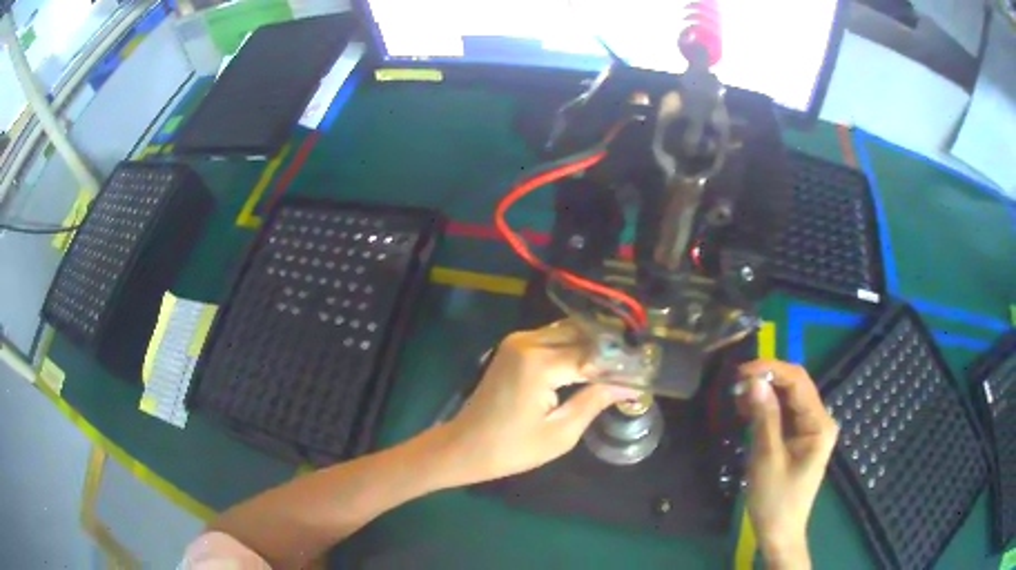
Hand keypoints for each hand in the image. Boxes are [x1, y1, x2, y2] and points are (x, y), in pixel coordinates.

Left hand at [434, 321, 635, 486]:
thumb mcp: (560, 433)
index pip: (593, 353)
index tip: (646, 370)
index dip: (621, 362)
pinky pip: (552, 337)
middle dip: (609, 348)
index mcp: (539, 363)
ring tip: (619, 365)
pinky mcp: (514, 347)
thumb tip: (630, 386)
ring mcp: (518, 341)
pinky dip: (573, 346)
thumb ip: (595, 401)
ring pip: (568, 331)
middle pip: (581, 333)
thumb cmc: (511, 449)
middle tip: (635, 366)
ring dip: (592, 345)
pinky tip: (591, 363)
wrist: (464, 447)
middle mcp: (528, 341)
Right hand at [734, 360, 838, 569]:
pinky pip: (784, 414)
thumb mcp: (767, 458)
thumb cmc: (775, 500)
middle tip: (736, 384)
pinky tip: (748, 410)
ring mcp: (810, 428)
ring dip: (764, 394)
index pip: (798, 382)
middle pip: (795, 386)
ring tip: (738, 398)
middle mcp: (819, 420)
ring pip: (788, 398)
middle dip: (767, 380)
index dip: (771, 370)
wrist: (779, 532)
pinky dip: (766, 408)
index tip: (741, 372)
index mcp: (819, 424)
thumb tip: (753, 382)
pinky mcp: (800, 437)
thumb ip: (764, 417)